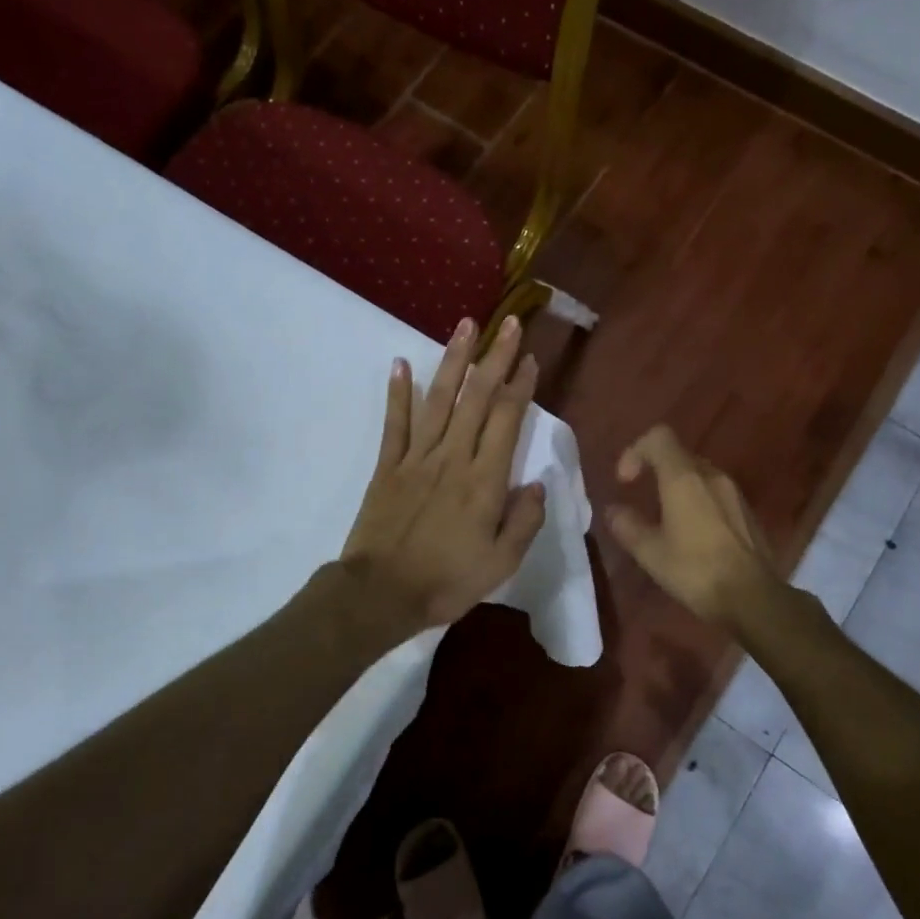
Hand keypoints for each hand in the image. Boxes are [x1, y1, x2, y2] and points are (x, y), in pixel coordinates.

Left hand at [341, 317, 544, 635]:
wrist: (381, 594)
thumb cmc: (447, 581)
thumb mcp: (501, 563)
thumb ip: (524, 521)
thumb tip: (538, 483)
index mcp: (484, 480)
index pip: (507, 420)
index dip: (521, 386)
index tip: (530, 359)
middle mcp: (453, 457)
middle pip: (477, 397)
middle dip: (496, 357)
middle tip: (510, 324)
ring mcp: (417, 457)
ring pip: (439, 399)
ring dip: (453, 360)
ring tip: (465, 325)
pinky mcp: (388, 466)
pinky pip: (394, 423)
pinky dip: (397, 392)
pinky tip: (399, 363)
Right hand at [608, 425, 781, 628]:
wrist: (753, 598)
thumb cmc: (696, 570)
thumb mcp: (650, 552)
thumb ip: (628, 526)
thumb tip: (614, 511)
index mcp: (684, 478)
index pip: (658, 437)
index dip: (635, 451)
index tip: (626, 483)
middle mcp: (712, 476)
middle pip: (679, 455)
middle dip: (655, 471)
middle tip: (641, 501)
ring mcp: (734, 492)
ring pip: (699, 475)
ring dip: (677, 488)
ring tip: (666, 521)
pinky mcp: (747, 512)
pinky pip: (715, 494)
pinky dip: (698, 502)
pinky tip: (693, 536)